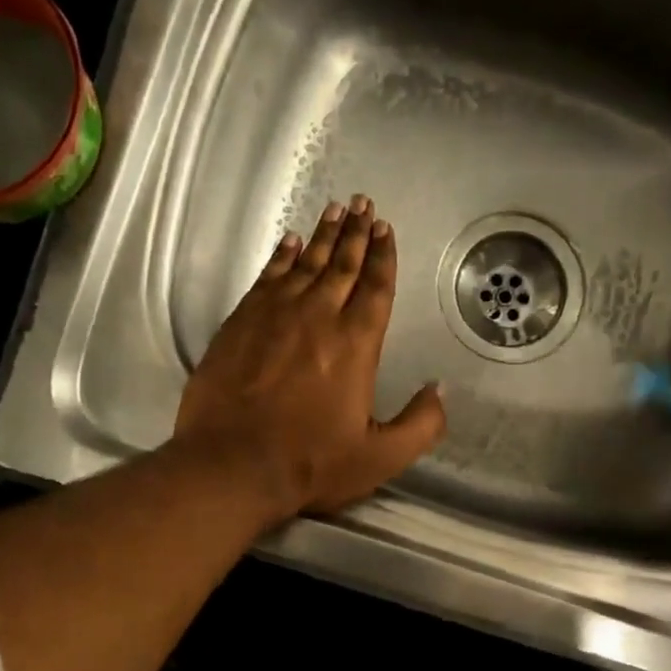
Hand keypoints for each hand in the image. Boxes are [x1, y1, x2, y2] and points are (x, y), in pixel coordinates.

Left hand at [173, 196, 446, 523]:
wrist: (232, 466)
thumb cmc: (310, 464)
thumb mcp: (381, 457)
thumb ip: (421, 425)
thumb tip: (439, 390)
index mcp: (355, 345)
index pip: (375, 289)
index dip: (383, 257)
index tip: (385, 229)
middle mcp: (317, 318)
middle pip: (341, 266)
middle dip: (356, 233)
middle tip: (364, 204)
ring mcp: (274, 316)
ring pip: (304, 264)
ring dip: (323, 236)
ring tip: (335, 210)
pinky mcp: (240, 324)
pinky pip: (267, 277)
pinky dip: (281, 257)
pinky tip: (289, 243)